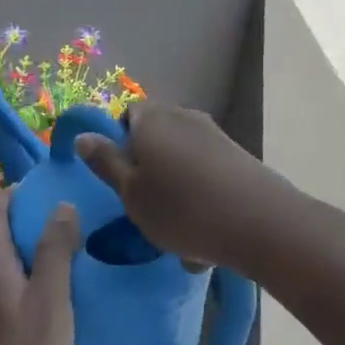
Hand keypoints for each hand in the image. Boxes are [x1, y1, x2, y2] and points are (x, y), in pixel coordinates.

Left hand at [0, 188, 80, 344]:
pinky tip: (45, 296)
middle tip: (66, 219)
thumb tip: (61, 205)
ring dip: (26, 253)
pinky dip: (22, 279)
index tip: (48, 186)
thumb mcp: (52, 300)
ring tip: (61, 255)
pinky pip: (2, 289)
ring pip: (1, 265)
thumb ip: (56, 251)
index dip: (19, 194)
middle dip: (27, 222)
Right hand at [74, 102, 289, 272]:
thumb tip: (83, 135)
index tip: (121, 179)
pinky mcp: (237, 155)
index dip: (118, 143)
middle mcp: (183, 116)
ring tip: (176, 228)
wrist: (261, 223)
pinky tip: (203, 229)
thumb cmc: (182, 209)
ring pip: (180, 158)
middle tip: (145, 206)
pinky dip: (199, 194)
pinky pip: (205, 172)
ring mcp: (214, 134)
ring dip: (174, 186)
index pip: (126, 115)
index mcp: (152, 119)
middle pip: (155, 136)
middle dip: (148, 167)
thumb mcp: (131, 192)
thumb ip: (106, 162)